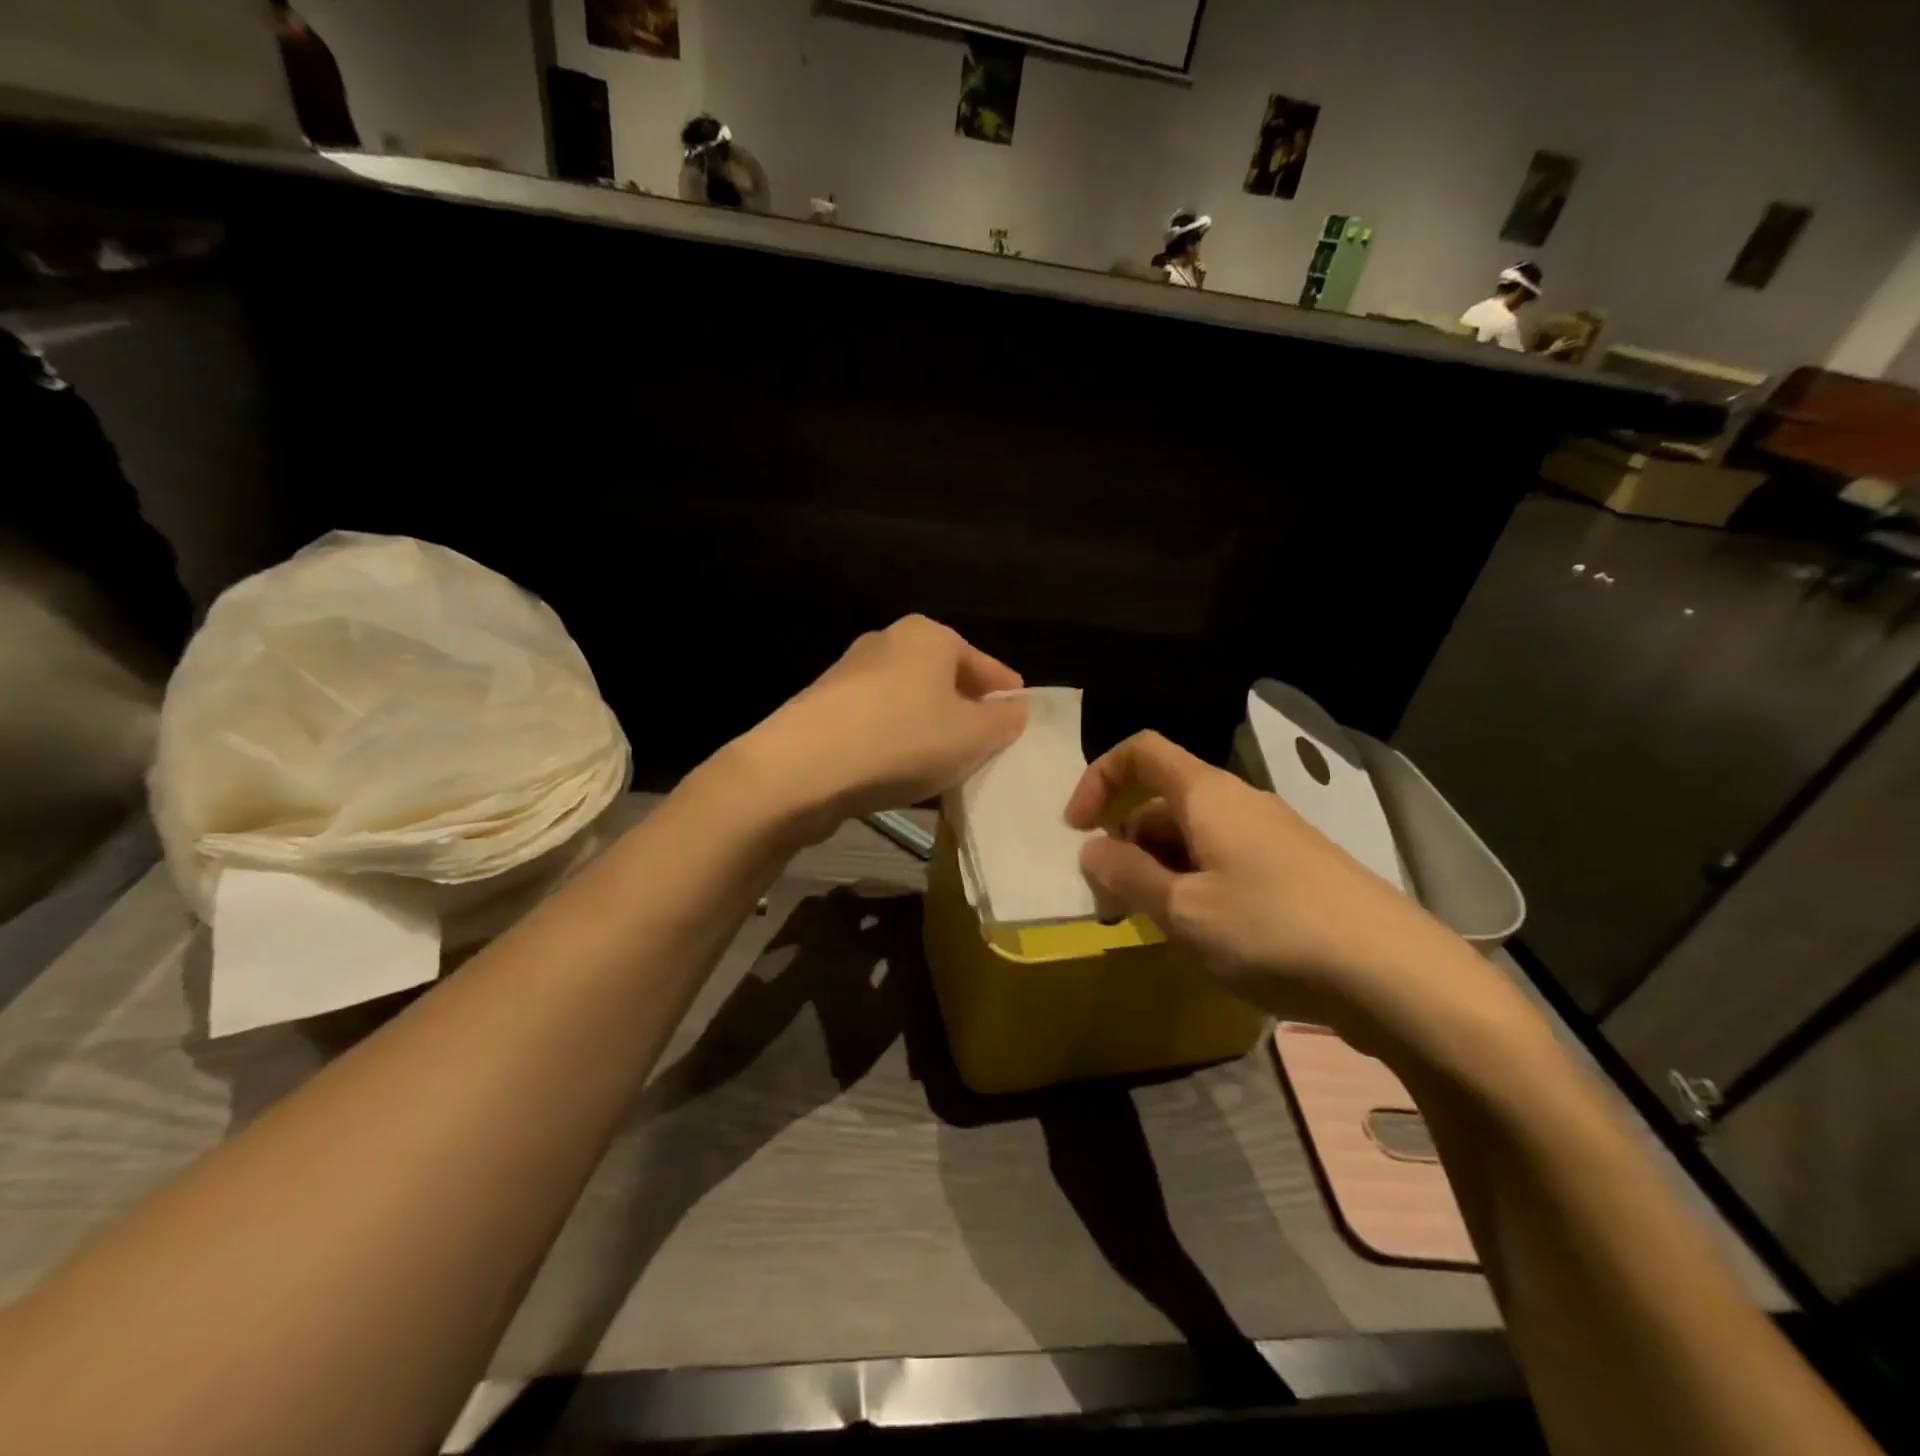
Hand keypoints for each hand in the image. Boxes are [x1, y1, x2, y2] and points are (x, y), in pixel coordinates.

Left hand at [743, 616, 1027, 838]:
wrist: (802, 768)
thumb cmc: (903, 740)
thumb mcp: (973, 736)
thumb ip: (1003, 722)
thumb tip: (1014, 710)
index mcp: (929, 636)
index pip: (984, 664)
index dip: (1006, 694)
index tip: (1019, 720)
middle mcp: (887, 642)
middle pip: (943, 680)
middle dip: (965, 712)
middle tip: (984, 747)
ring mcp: (849, 674)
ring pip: (908, 702)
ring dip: (928, 729)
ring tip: (943, 766)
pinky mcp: (823, 707)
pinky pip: (877, 722)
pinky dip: (895, 742)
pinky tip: (899, 772)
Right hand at [1066, 731, 1526, 1054]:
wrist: (1396, 975)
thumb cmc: (1272, 930)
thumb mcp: (1182, 909)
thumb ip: (1126, 875)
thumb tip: (1091, 848)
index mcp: (1207, 795)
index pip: (1140, 752)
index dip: (1098, 779)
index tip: (1077, 830)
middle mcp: (1239, 803)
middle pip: (1162, 801)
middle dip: (1124, 844)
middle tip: (1111, 905)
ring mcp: (1273, 837)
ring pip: (1193, 838)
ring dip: (1158, 872)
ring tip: (1153, 928)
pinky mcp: (1296, 871)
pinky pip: (1226, 863)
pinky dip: (1196, 887)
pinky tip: (1203, 936)